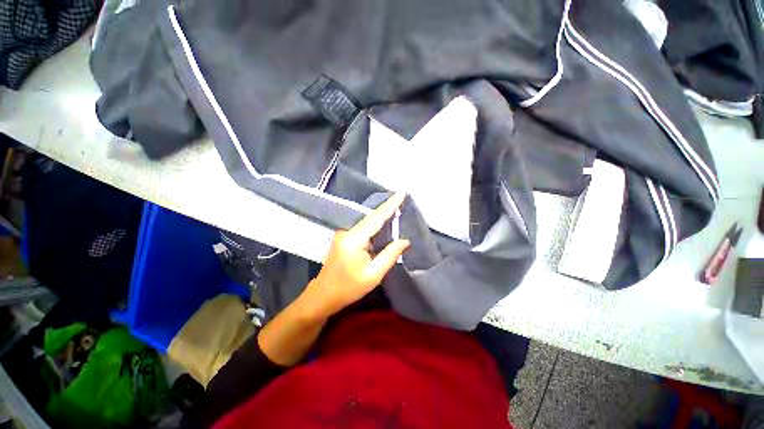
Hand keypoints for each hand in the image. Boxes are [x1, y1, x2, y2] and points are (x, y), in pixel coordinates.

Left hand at [302, 192, 409, 319]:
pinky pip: (363, 227)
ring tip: (397, 207)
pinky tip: (384, 222)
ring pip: (367, 221)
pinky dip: (375, 224)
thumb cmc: (349, 287)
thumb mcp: (373, 274)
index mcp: (354, 239)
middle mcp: (347, 231)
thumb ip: (390, 255)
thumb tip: (405, 240)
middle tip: (402, 198)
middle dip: (387, 207)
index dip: (390, 205)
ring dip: (381, 215)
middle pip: (371, 217)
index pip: (376, 218)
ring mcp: (344, 233)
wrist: (324, 294)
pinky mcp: (344, 237)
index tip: (401, 193)